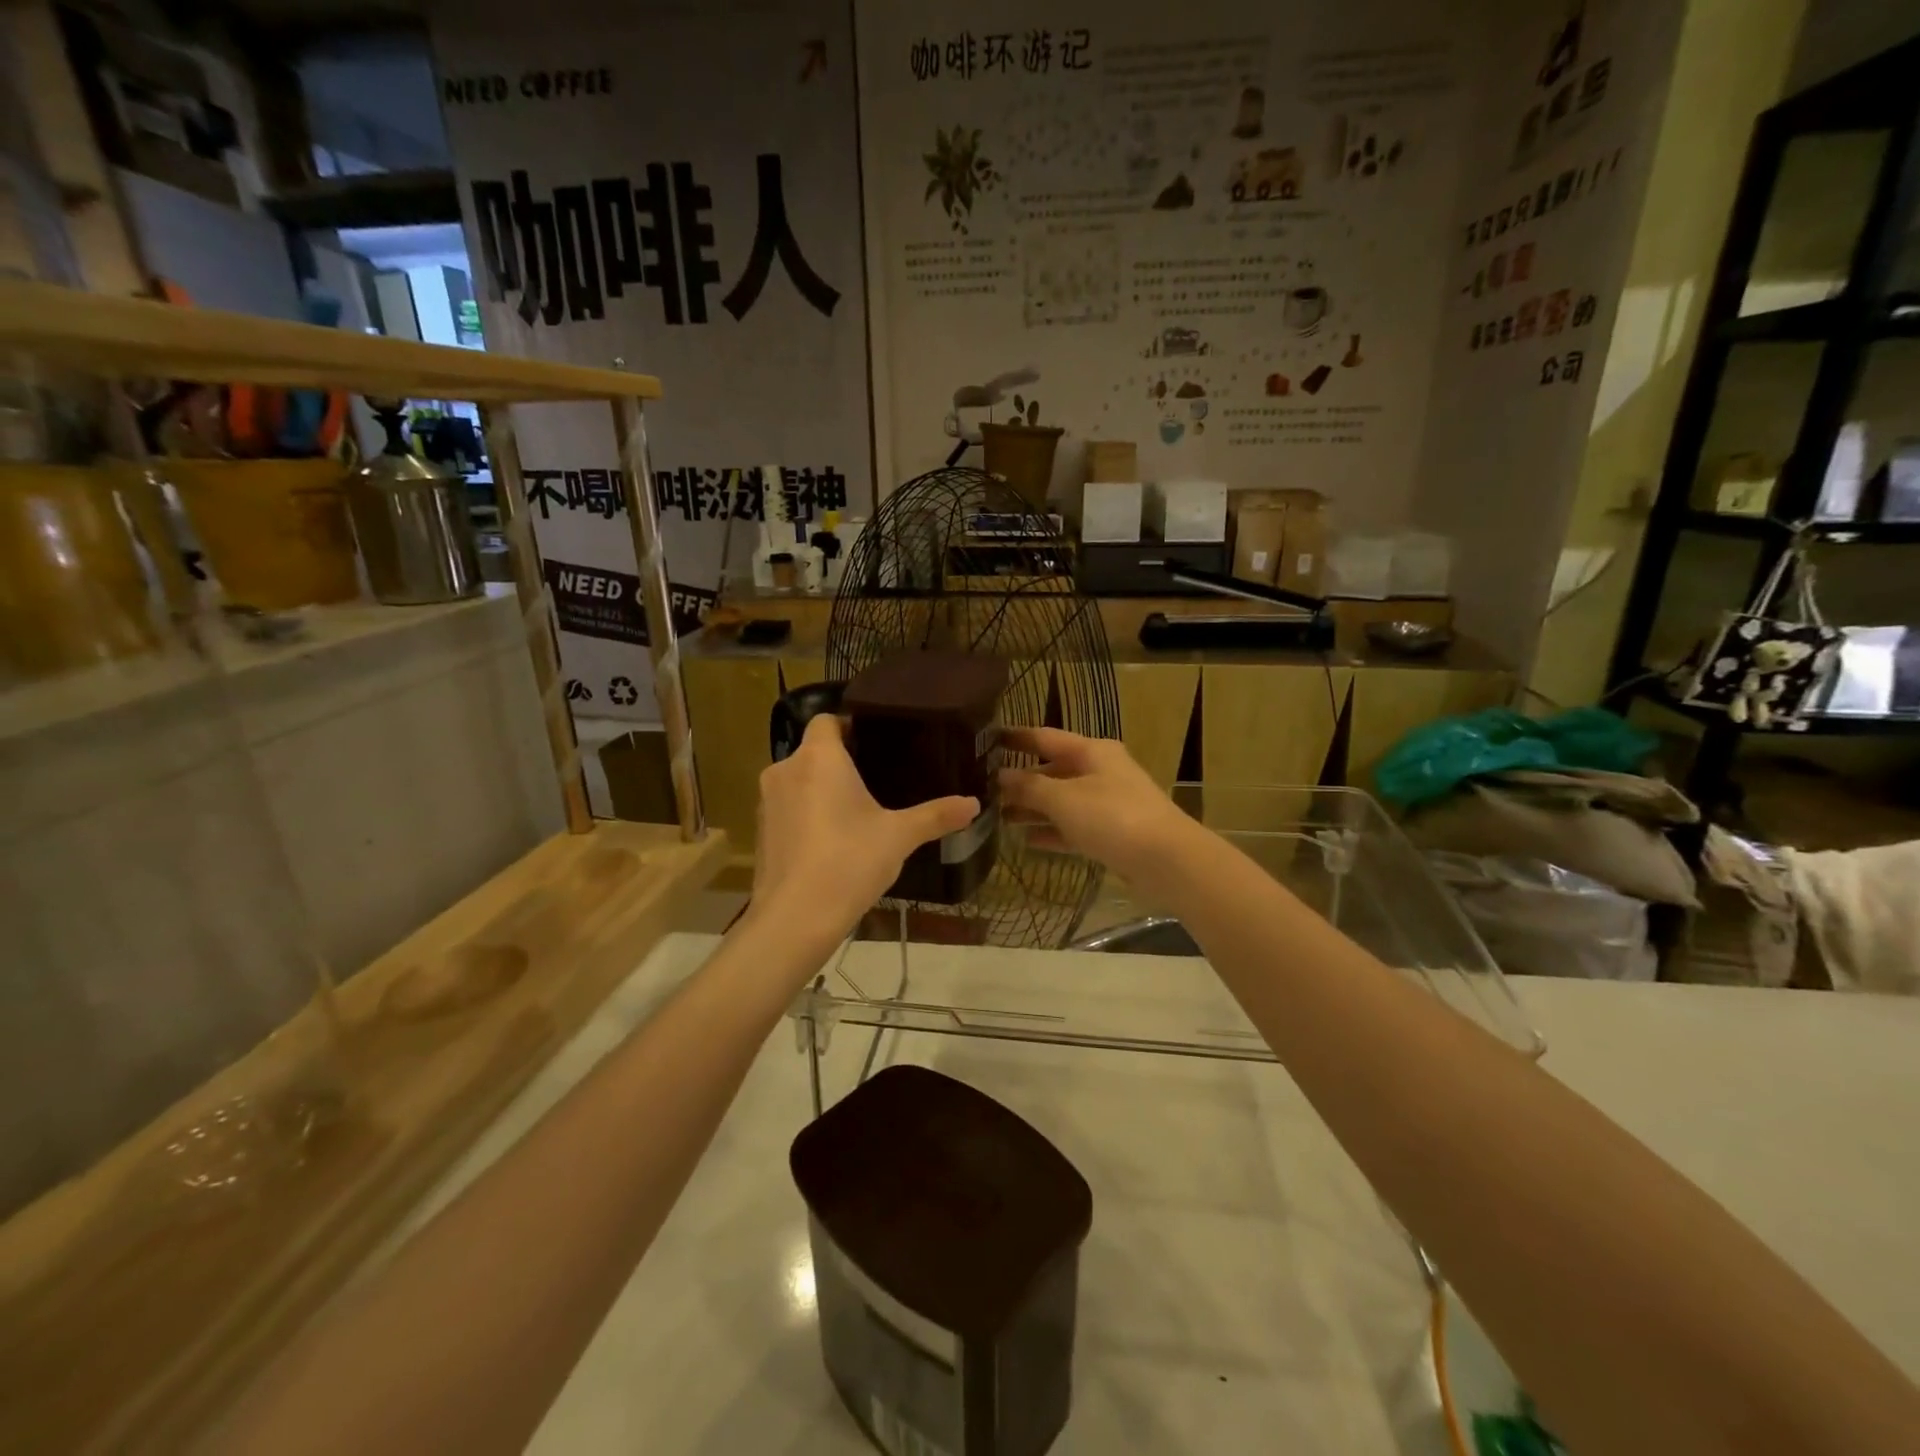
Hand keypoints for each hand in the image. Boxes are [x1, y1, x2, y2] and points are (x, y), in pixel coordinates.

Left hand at [753, 714, 978, 941]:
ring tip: (856, 810)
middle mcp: (785, 769)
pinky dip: (806, 814)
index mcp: (819, 757)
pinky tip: (831, 840)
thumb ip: (936, 815)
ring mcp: (767, 801)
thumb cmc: (850, 861)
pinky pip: (788, 808)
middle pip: (814, 751)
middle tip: (877, 778)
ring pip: (799, 780)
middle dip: (841, 762)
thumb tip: (974, 804)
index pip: (827, 719)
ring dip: (821, 789)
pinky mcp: (761, 831)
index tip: (877, 742)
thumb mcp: (900, 837)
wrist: (795, 918)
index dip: (849, 725)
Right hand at [998, 728, 1196, 885]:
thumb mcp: (1064, 798)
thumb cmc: (1113, 817)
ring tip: (997, 817)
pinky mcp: (1111, 834)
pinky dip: (1051, 832)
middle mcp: (1100, 772)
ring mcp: (1107, 804)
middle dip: (1020, 781)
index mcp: (1091, 751)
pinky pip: (1073, 827)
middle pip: (1052, 771)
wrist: (1167, 861)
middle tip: (983, 790)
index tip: (985, 740)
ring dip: (1032, 809)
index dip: (1015, 738)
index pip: (1045, 737)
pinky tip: (1025, 841)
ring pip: (1061, 801)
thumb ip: (1029, 787)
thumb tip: (1000, 776)